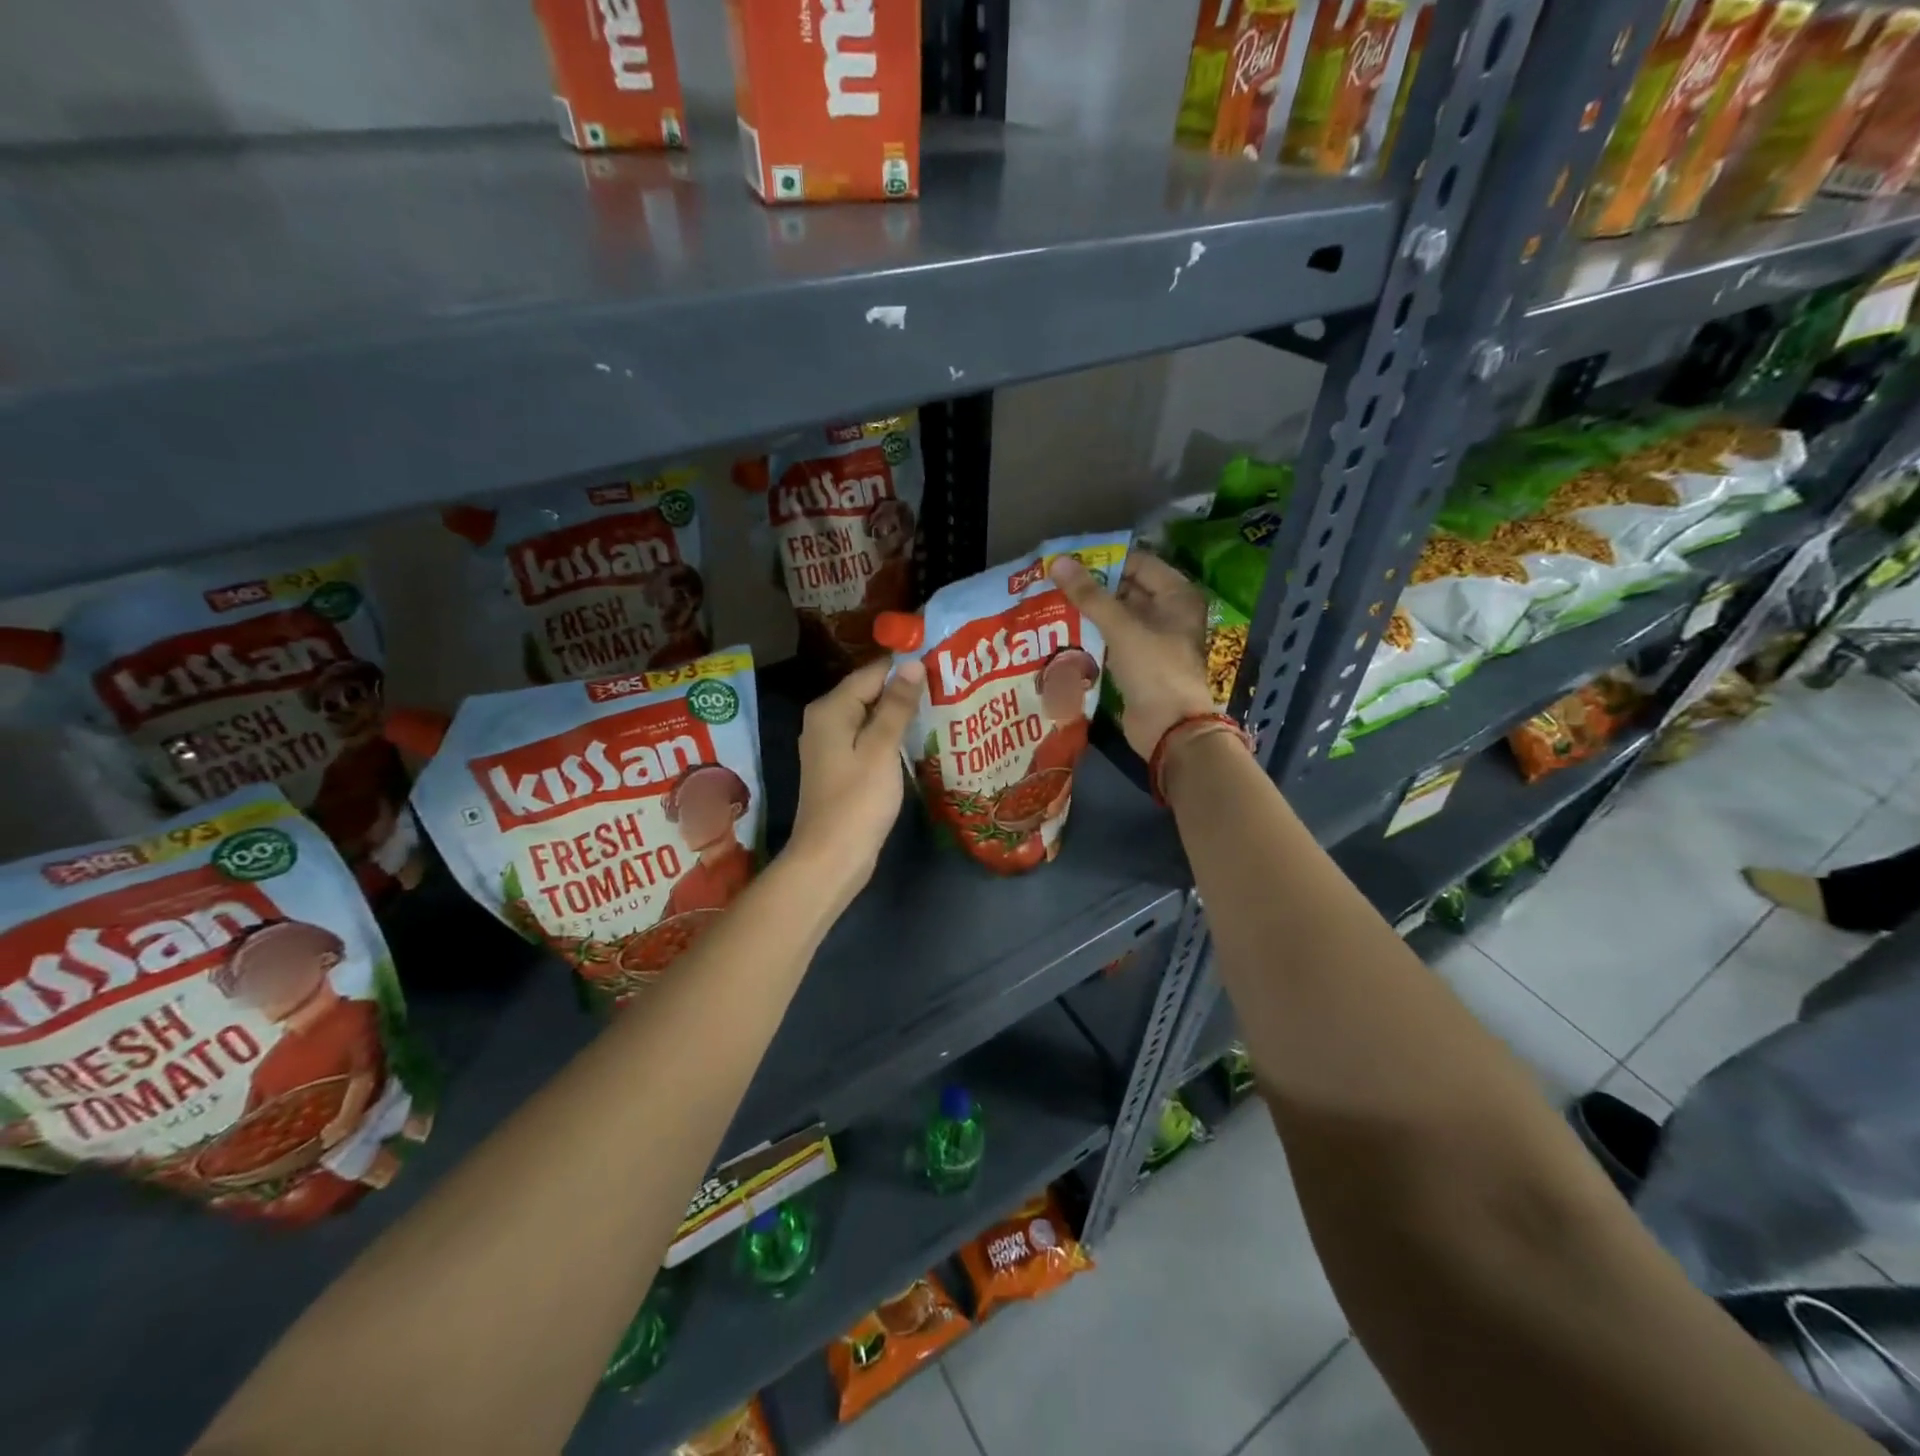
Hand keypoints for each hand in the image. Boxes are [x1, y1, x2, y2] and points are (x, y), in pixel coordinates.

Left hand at [787, 655, 924, 898]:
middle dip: (906, 689)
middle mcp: (826, 720)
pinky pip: (869, 739)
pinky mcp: (842, 767)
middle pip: (870, 692)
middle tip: (950, 685)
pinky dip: (891, 736)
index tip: (944, 663)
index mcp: (831, 709)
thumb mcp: (881, 749)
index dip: (906, 666)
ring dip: (901, 713)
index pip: (873, 672)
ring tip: (943, 706)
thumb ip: (896, 706)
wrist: (831, 858)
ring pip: (871, 717)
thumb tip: (912, 665)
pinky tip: (920, 737)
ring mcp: (832, 745)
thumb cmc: (857, 801)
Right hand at [1050, 552, 1216, 760]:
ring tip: (1052, 602)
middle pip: (1126, 589)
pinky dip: (1093, 636)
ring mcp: (1154, 640)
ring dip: (1089, 612)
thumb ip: (1089, 595)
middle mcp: (1168, 613)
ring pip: (1117, 616)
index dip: (1105, 560)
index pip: (1138, 563)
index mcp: (1176, 595)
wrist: (1169, 728)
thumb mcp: (1121, 627)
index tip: (1068, 560)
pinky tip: (1064, 632)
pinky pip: (1113, 640)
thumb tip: (1058, 562)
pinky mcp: (1138, 663)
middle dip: (1092, 587)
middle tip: (1054, 581)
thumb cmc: (1153, 668)